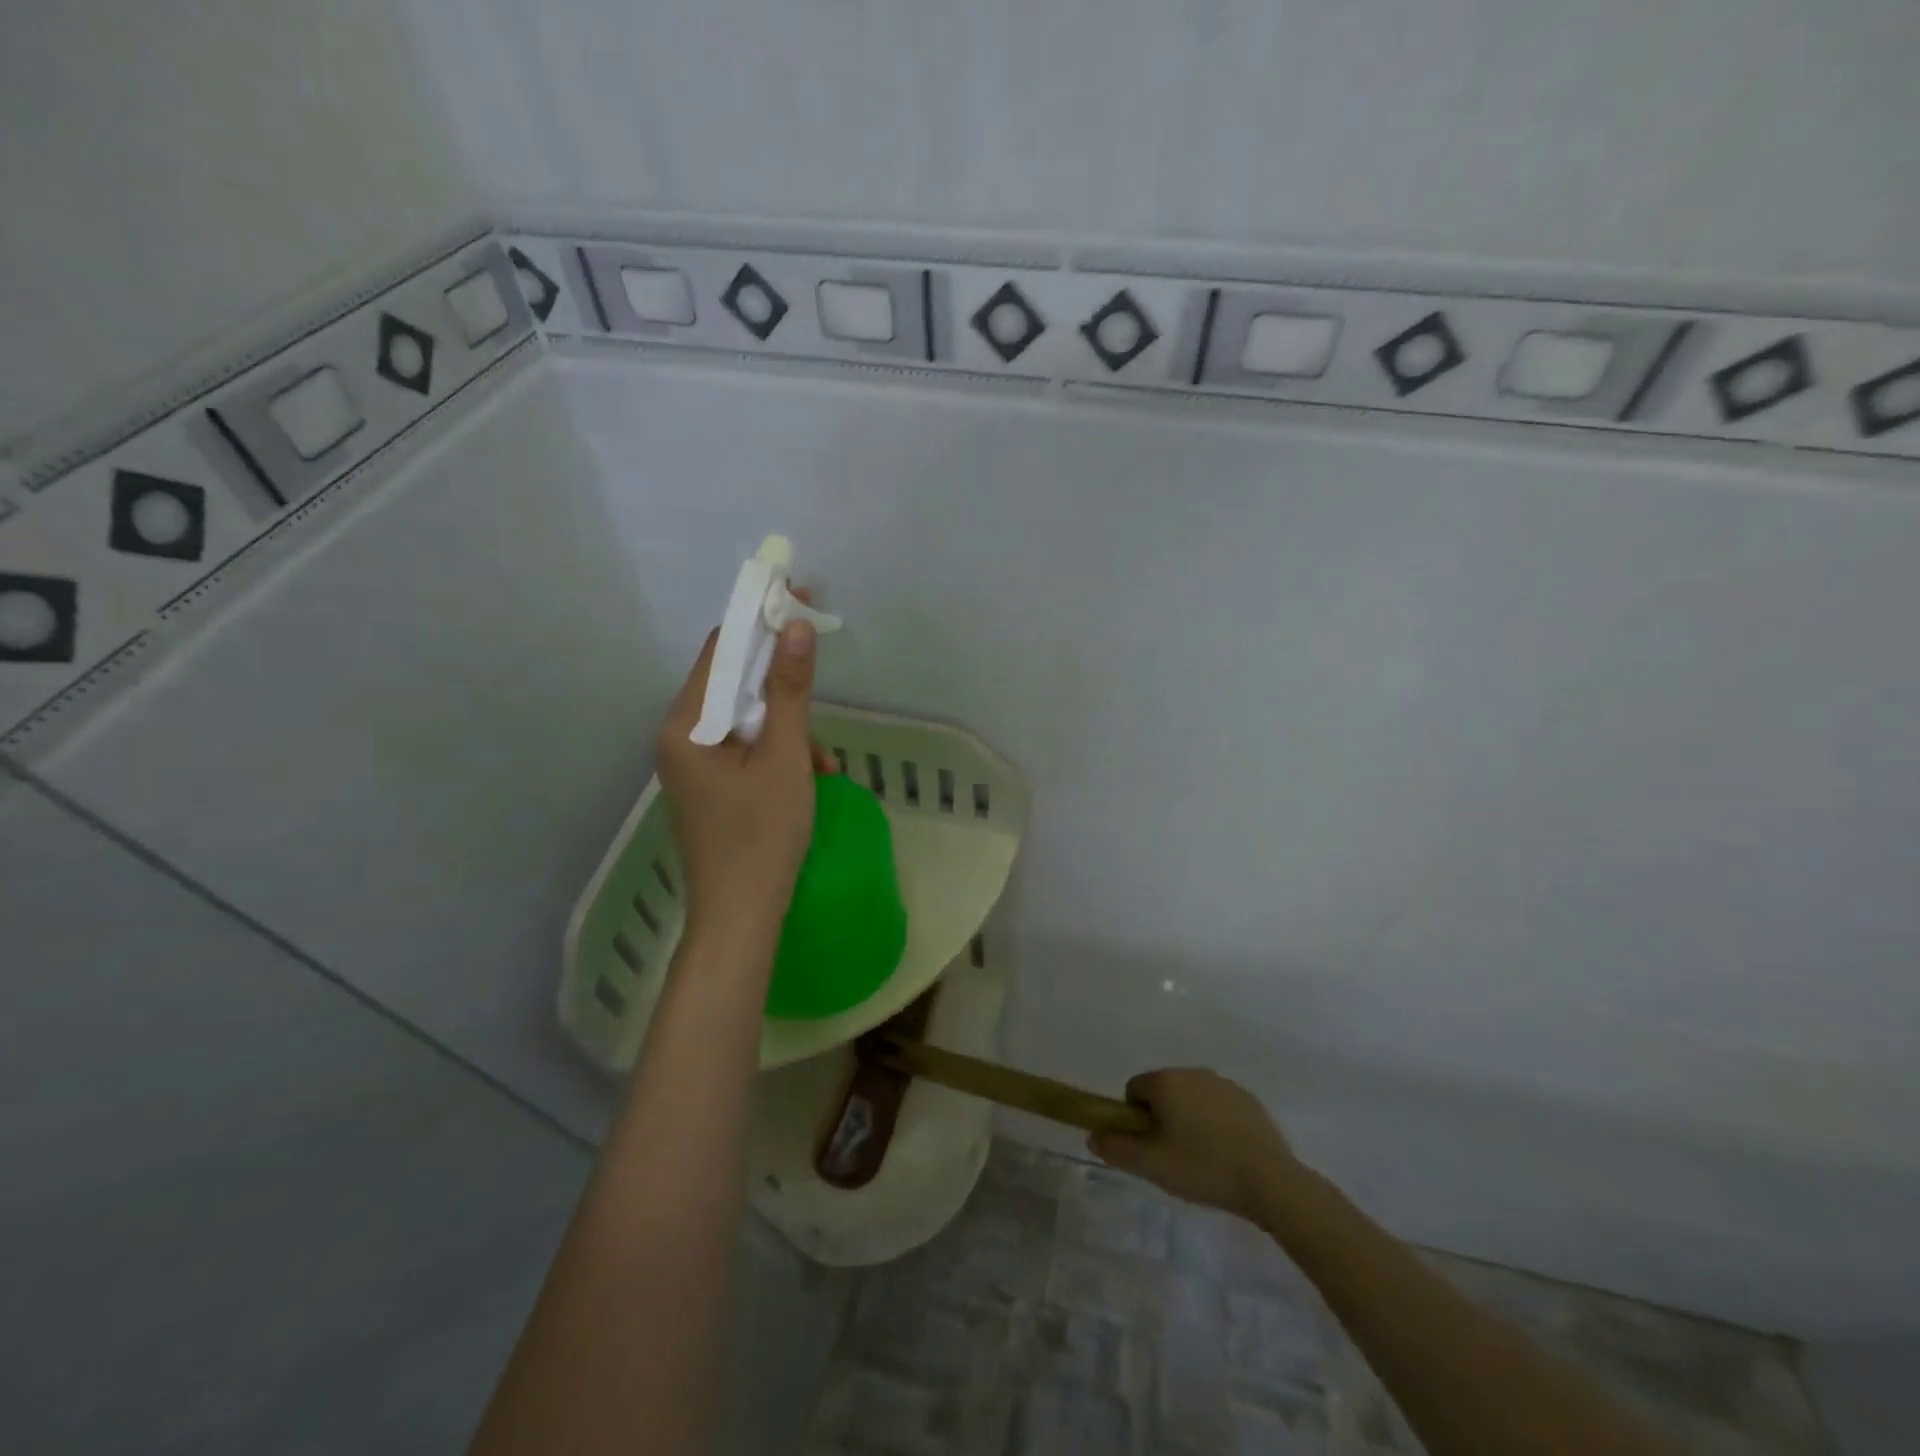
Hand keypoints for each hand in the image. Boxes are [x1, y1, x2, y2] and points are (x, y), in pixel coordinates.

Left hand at [656, 617, 834, 941]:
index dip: (759, 620)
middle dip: (782, 682)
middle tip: (820, 668)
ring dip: (789, 729)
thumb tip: (795, 624)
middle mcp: (679, 739)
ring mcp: (691, 766)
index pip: (720, 650)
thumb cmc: (763, 837)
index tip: (798, 597)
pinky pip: (744, 751)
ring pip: (745, 721)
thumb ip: (791, 690)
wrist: (740, 919)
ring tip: (826, 764)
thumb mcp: (786, 758)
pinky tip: (812, 779)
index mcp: (685, 726)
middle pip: (732, 685)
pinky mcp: (708, 787)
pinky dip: (778, 755)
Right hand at [1088, 1069, 1305, 1221]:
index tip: (1151, 1147)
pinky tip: (1228, 1155)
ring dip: (1189, 1121)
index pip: (1134, 1090)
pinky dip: (1216, 1124)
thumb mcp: (1152, 1165)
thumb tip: (1093, 1135)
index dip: (1136, 1120)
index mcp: (1166, 1081)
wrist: (1270, 1180)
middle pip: (1163, 1092)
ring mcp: (1223, 1084)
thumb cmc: (1203, 1167)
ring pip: (1191, 1099)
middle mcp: (1192, 1072)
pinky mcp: (1248, 1100)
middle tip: (1174, 1158)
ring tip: (1203, 1160)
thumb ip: (1116, 1148)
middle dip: (1163, 1119)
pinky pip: (1218, 1107)